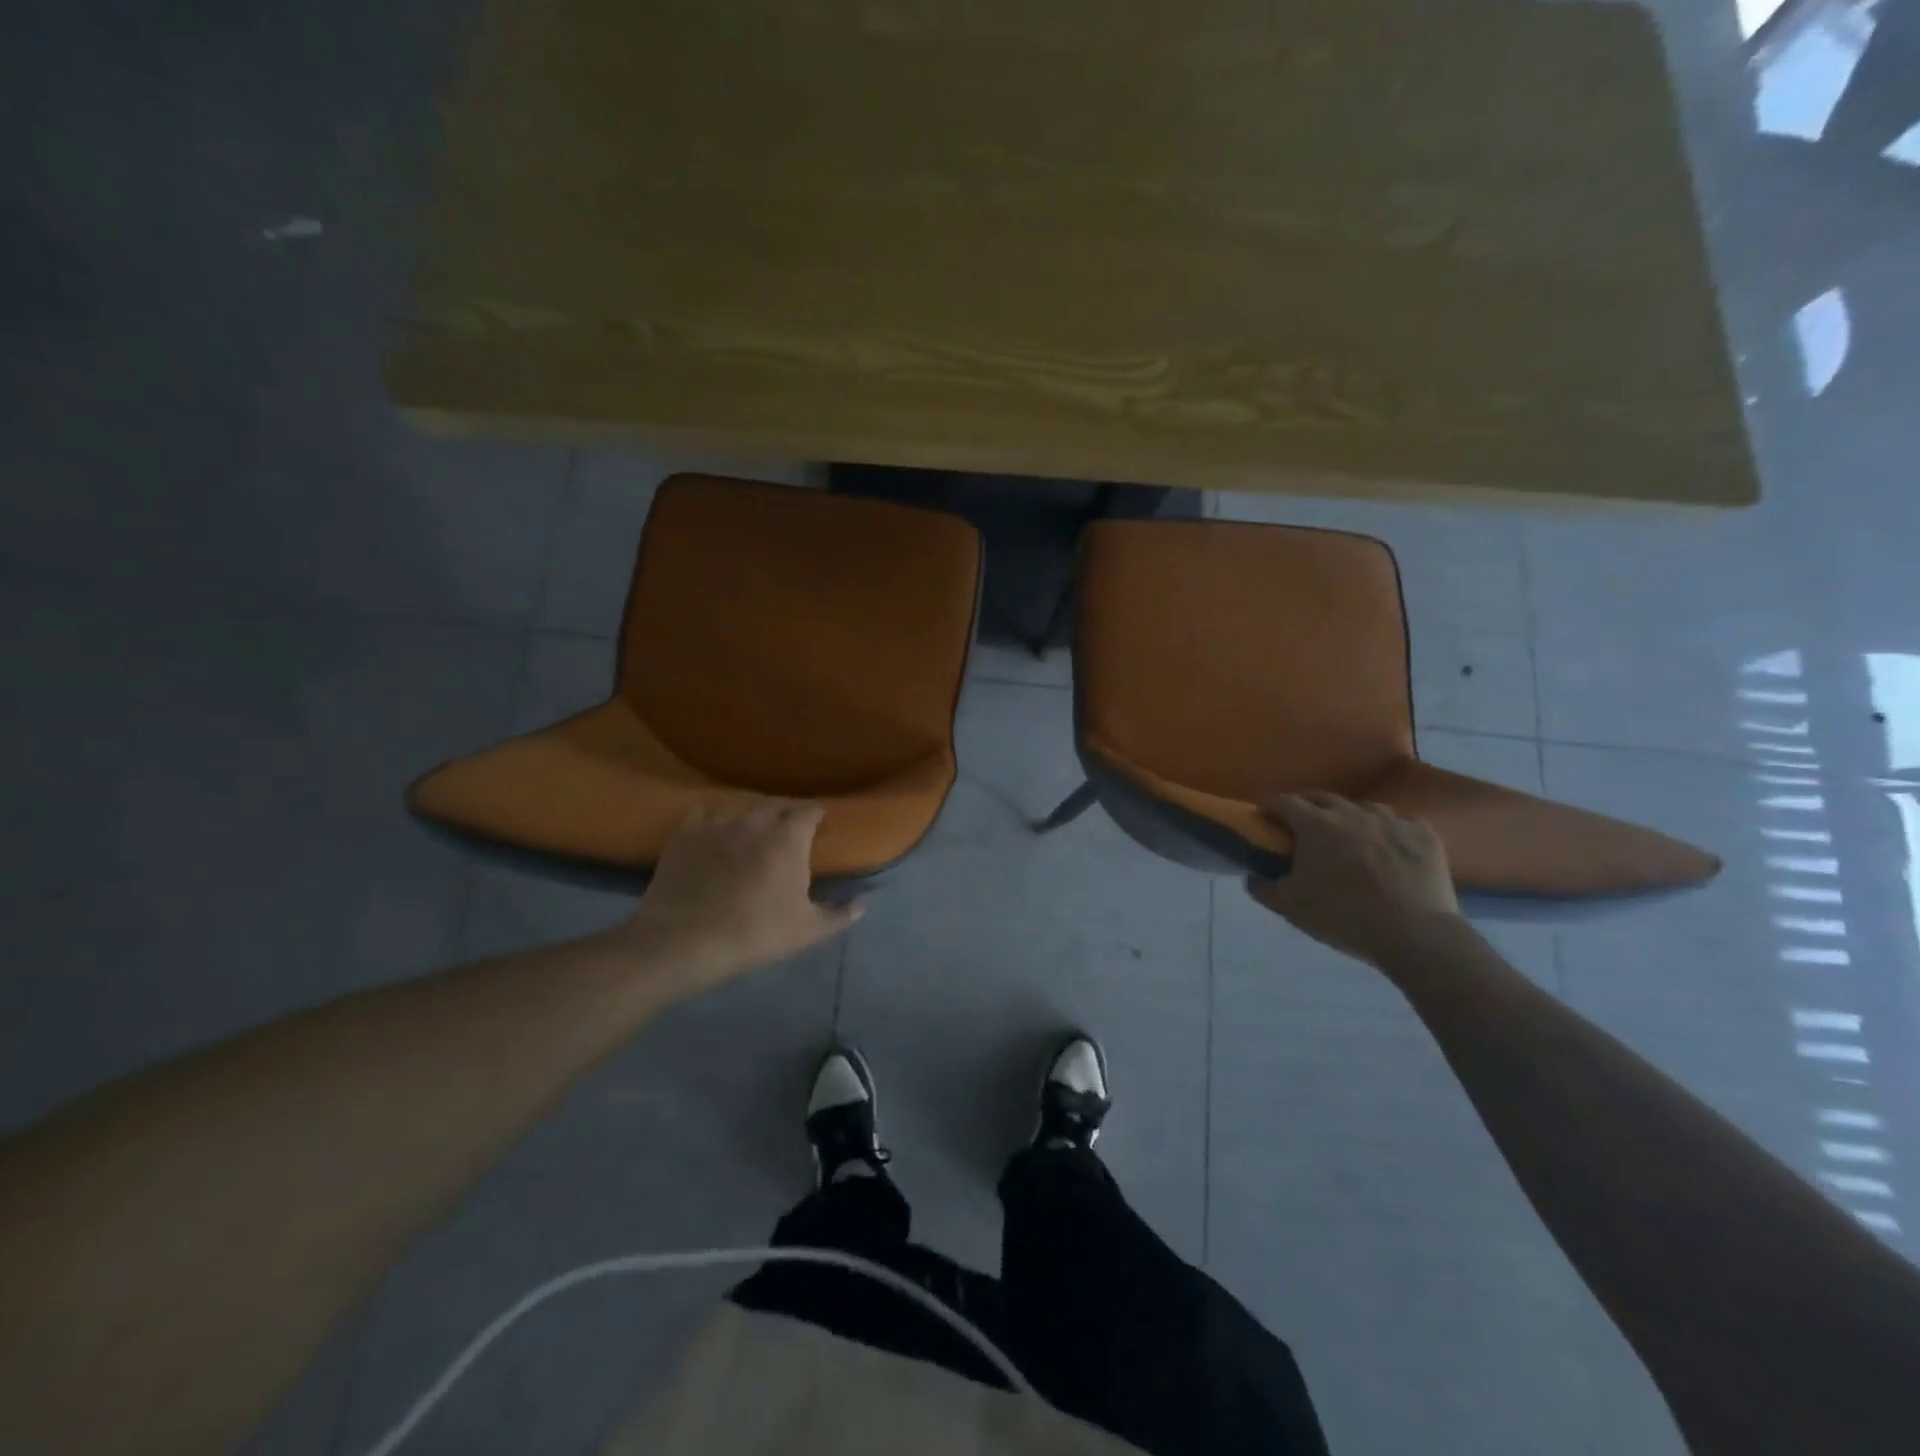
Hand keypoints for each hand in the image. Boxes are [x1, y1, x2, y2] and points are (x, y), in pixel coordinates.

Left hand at [622, 801, 862, 988]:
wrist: (685, 940)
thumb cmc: (755, 933)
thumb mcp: (807, 931)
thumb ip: (838, 915)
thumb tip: (861, 905)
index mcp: (788, 837)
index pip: (810, 811)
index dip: (817, 815)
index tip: (820, 824)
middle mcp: (755, 820)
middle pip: (777, 803)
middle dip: (788, 811)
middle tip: (791, 827)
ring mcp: (718, 823)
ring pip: (742, 806)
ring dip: (753, 814)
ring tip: (754, 828)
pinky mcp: (686, 833)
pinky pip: (705, 813)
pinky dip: (715, 818)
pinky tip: (715, 830)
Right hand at [1247, 792, 1460, 965]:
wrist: (1414, 934)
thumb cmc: (1343, 916)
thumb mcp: (1290, 907)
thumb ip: (1262, 888)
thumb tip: (1251, 876)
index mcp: (1315, 825)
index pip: (1283, 802)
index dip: (1269, 807)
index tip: (1264, 817)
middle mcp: (1351, 813)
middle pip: (1321, 797)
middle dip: (1306, 806)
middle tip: (1301, 825)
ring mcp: (1391, 820)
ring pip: (1362, 807)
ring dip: (1349, 817)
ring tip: (1349, 836)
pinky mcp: (1423, 834)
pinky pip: (1400, 822)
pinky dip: (1388, 830)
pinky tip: (1389, 846)